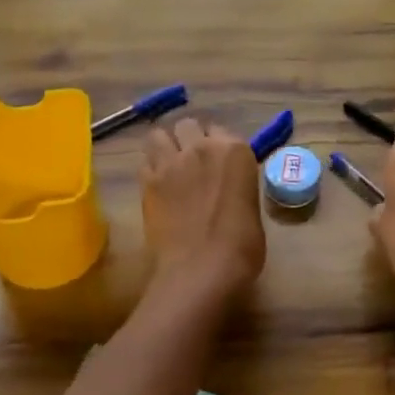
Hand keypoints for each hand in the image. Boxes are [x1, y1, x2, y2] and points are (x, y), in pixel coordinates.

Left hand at [141, 117, 265, 298]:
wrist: (201, 269)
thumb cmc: (241, 247)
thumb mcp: (250, 208)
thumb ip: (237, 186)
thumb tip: (226, 188)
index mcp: (234, 151)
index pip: (222, 130)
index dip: (218, 146)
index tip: (218, 163)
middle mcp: (201, 147)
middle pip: (188, 125)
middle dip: (189, 138)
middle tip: (193, 161)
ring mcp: (170, 163)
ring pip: (159, 134)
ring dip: (165, 145)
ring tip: (169, 165)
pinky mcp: (147, 182)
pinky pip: (144, 161)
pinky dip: (150, 168)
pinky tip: (157, 185)